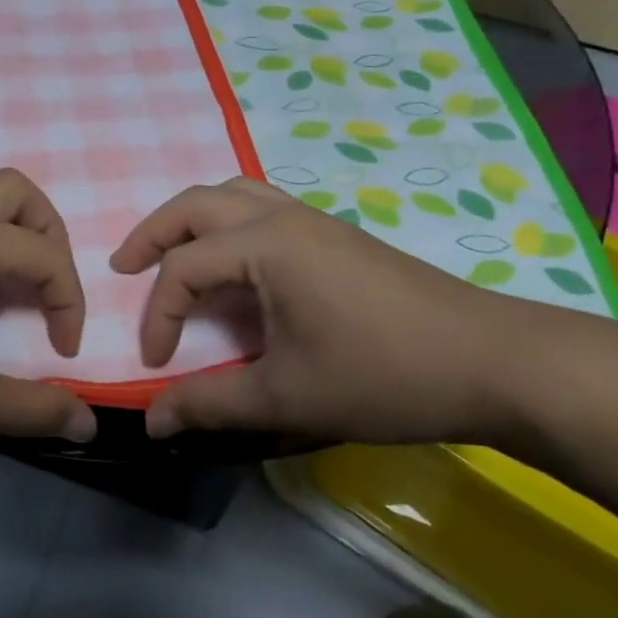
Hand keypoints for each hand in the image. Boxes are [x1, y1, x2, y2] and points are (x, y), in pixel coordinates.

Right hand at [110, 177, 554, 445]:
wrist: (493, 362)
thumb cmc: (382, 374)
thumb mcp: (285, 397)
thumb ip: (209, 405)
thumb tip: (151, 422)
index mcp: (265, 244)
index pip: (184, 270)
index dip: (159, 317)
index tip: (156, 366)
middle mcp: (283, 216)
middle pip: (197, 204)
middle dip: (152, 234)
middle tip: (124, 268)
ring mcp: (315, 221)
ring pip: (233, 195)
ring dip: (192, 221)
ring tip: (171, 257)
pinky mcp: (337, 237)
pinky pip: (264, 209)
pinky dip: (229, 225)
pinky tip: (235, 267)